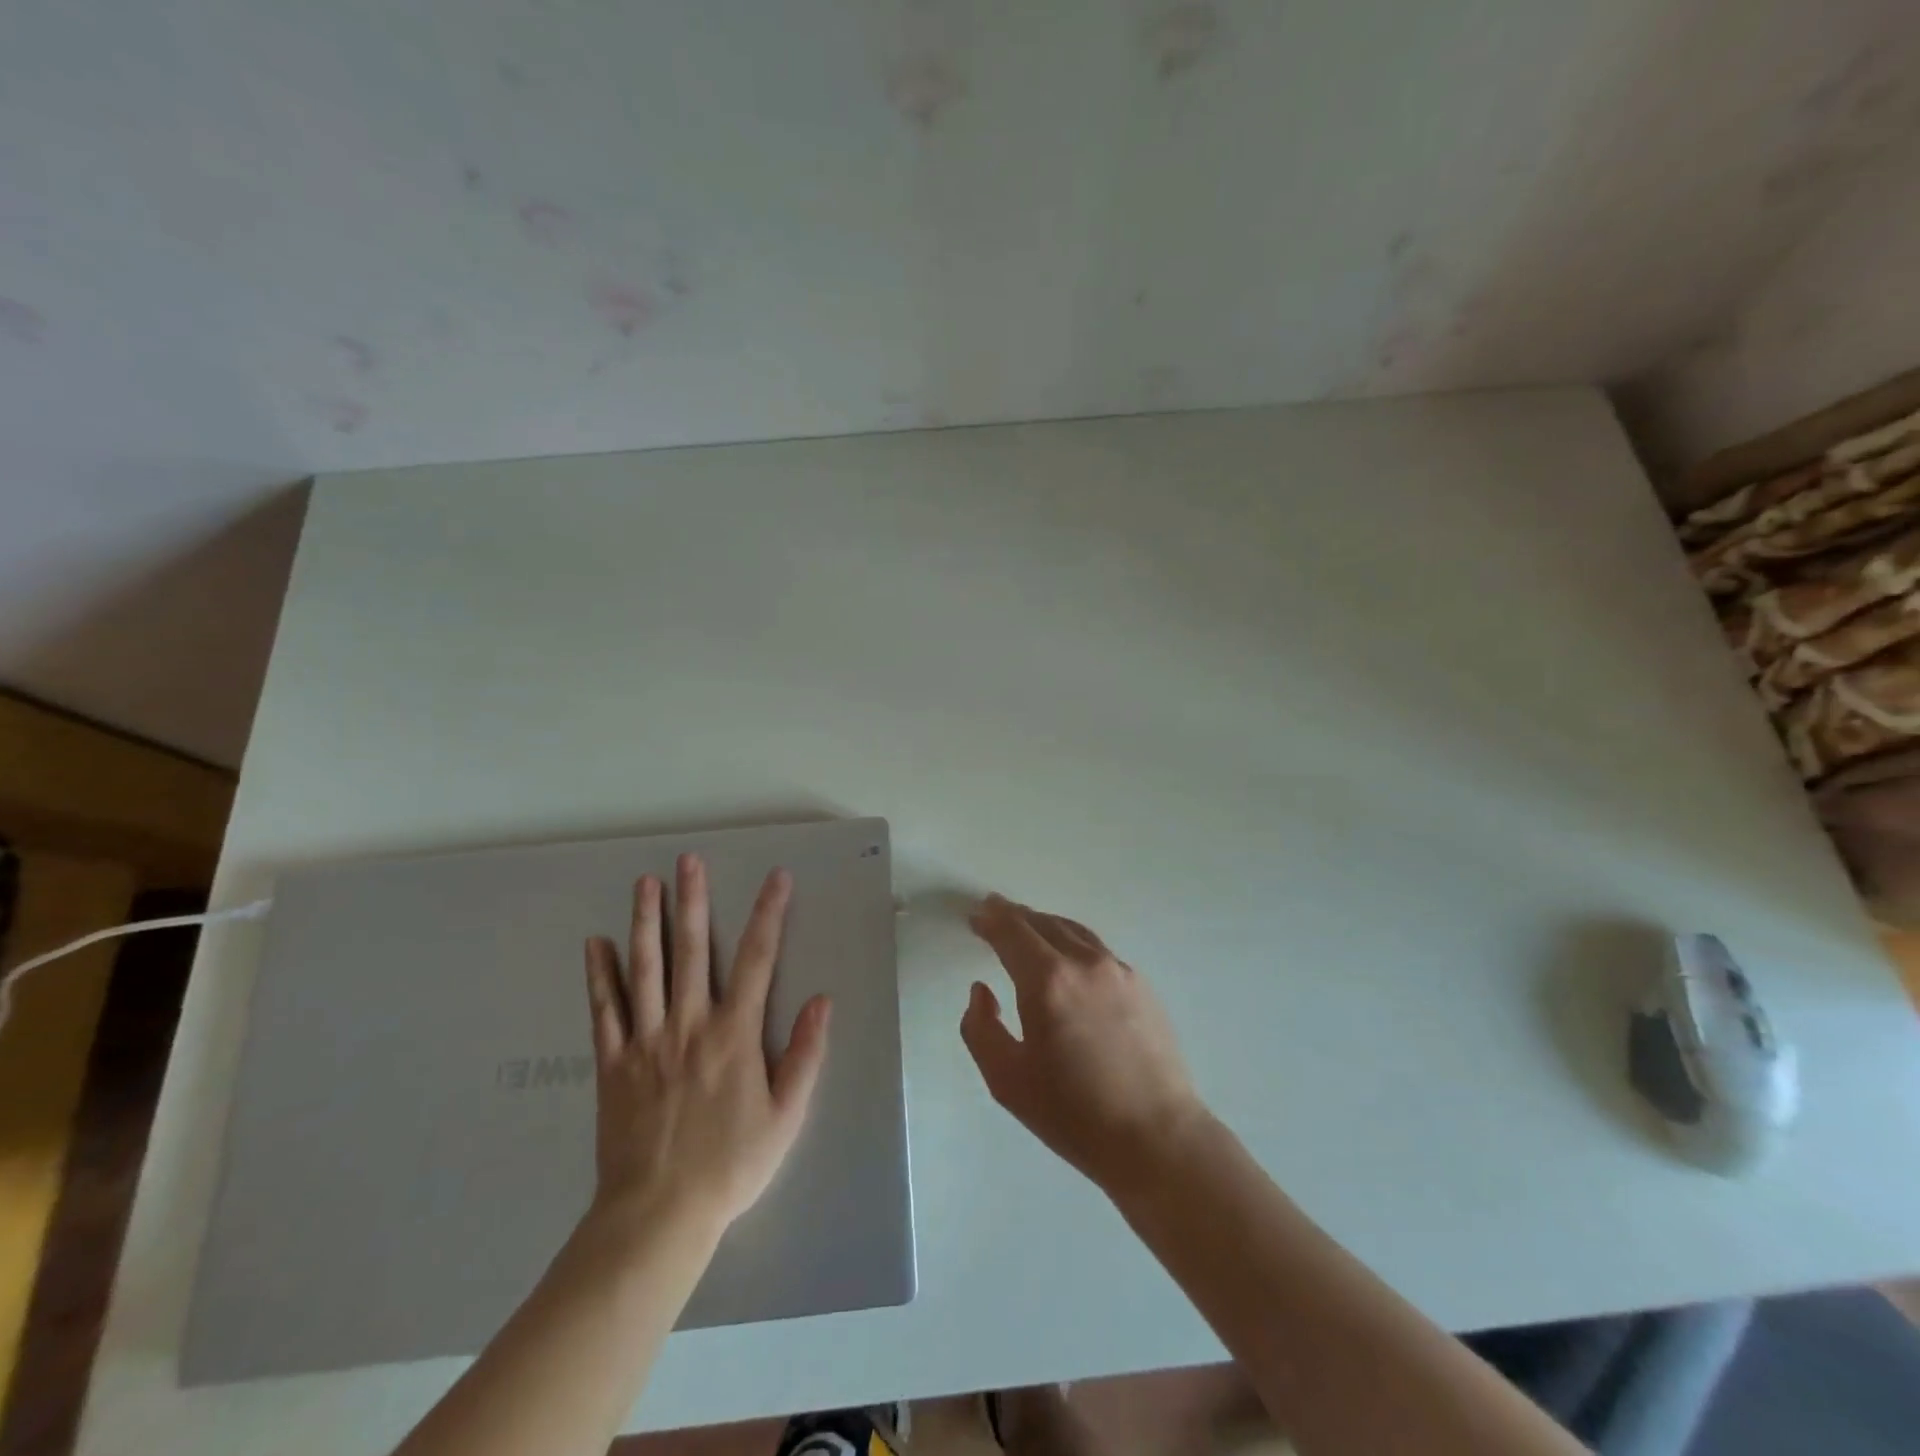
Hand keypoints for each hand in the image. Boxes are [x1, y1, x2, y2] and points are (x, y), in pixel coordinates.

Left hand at [582, 854, 830, 1237]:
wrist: (657, 1215)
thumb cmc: (731, 1165)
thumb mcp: (786, 1115)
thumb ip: (806, 1054)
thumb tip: (823, 1000)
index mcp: (734, 1034)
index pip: (758, 958)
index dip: (769, 913)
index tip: (777, 878)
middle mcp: (689, 1024)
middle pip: (692, 950)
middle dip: (692, 901)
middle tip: (688, 860)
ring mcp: (646, 1041)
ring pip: (645, 969)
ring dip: (645, 922)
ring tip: (644, 883)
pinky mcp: (613, 1063)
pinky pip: (604, 1010)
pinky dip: (599, 975)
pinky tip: (594, 944)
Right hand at [961, 893, 1205, 1191]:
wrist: (1157, 1138)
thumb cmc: (1074, 1114)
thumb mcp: (1007, 1081)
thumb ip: (980, 1028)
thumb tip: (982, 990)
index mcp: (1047, 981)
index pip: (1012, 931)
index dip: (991, 919)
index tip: (976, 916)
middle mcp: (1084, 962)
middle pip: (1042, 923)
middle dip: (1014, 916)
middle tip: (995, 914)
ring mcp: (1118, 970)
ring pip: (1072, 931)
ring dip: (1044, 925)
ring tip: (1027, 930)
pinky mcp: (1141, 985)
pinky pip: (1096, 949)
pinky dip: (1071, 942)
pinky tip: (1067, 959)